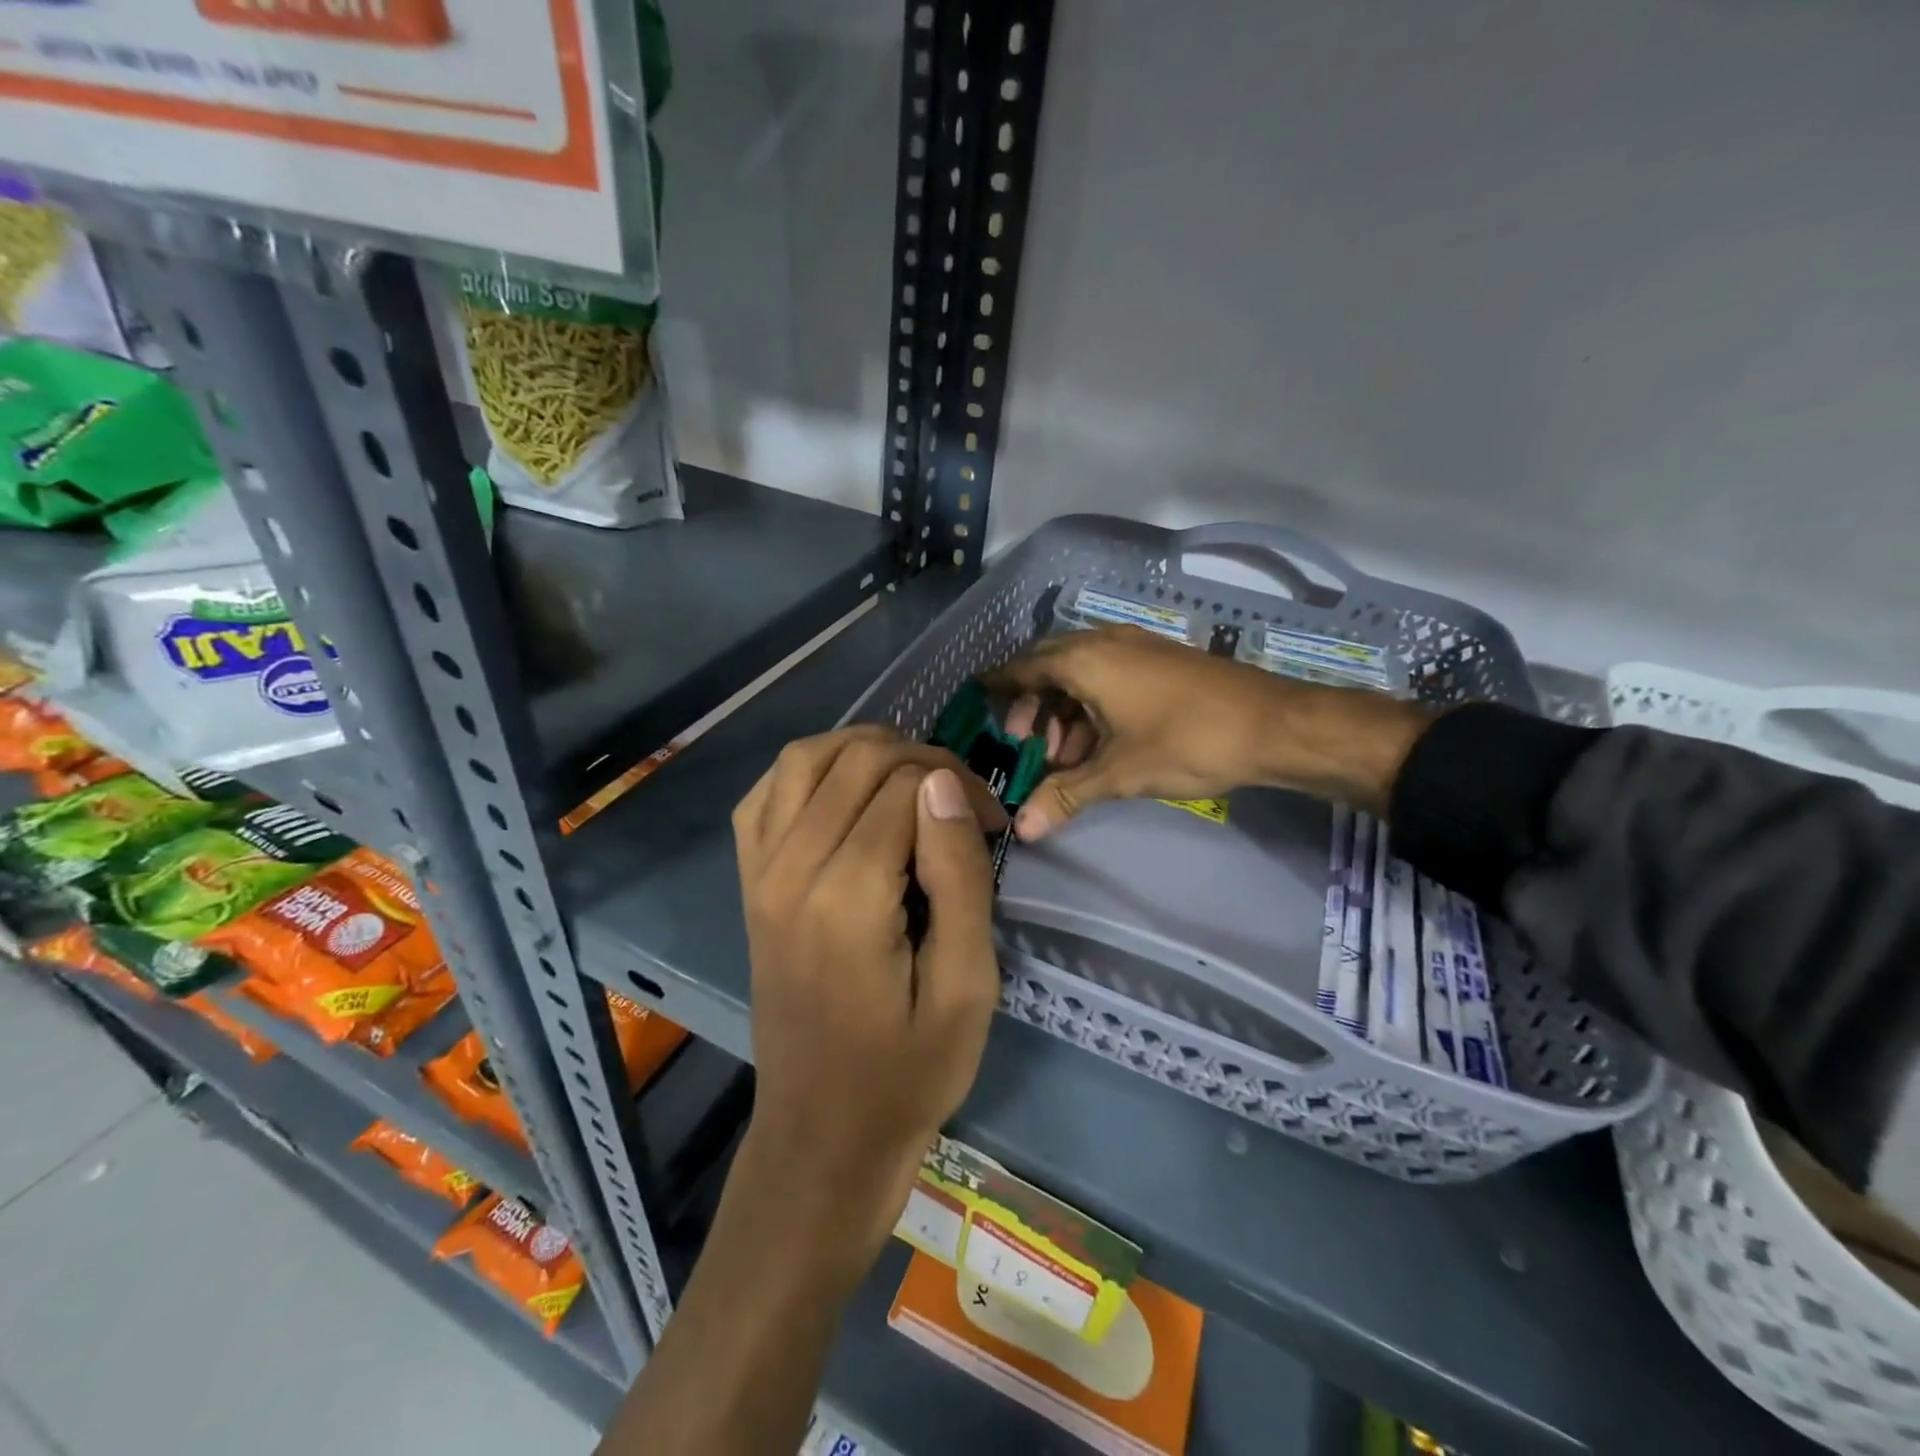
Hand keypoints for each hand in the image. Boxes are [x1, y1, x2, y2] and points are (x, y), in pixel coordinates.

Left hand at [731, 726, 1006, 1285]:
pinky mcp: (748, 882)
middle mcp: (789, 869)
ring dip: (865, 749)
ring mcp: (758, 872)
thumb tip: (942, 783)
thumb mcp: (967, 986)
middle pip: (858, 761)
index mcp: (847, 897)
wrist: (823, 1136)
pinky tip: (845, 791)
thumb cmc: (908, 1071)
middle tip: (963, 803)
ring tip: (912, 779)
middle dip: (923, 760)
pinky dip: (809, 770)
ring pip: (804, 758)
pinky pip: (766, 794)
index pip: (906, 786)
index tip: (993, 823)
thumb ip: (958, 876)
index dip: (960, 788)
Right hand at [986, 626, 1429, 837]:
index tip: (976, 701)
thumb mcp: (1119, 772)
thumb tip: (1023, 830)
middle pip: (1048, 668)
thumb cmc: (1187, 741)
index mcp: (1084, 660)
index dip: (997, 686)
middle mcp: (1103, 643)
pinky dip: (1092, 705)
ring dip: (1064, 711)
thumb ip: (1066, 795)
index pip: (1022, 668)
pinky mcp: (1157, 660)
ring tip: (1064, 757)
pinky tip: (1099, 744)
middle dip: (1032, 706)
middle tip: (1025, 745)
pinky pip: (1108, 675)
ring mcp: (1134, 648)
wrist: (1273, 724)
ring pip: (1080, 673)